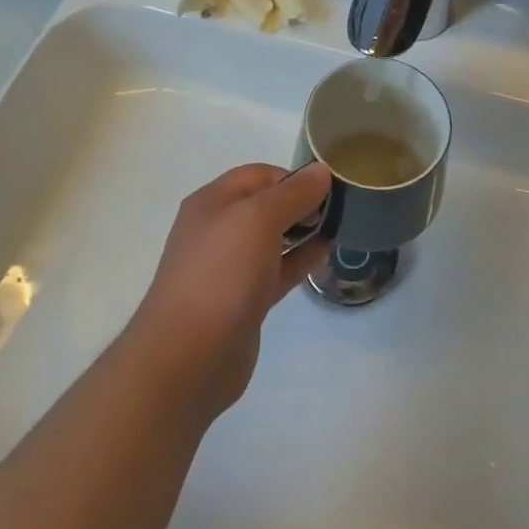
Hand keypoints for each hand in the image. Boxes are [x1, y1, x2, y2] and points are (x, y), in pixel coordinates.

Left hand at [123, 162, 331, 421]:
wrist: (189, 356)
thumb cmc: (221, 274)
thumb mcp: (258, 219)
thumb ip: (293, 193)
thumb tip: (321, 171)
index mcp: (212, 203)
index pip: (258, 175)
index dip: (293, 177)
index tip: (328, 188)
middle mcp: (218, 230)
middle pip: (265, 204)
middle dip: (300, 202)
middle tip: (339, 208)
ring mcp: (229, 268)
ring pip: (272, 239)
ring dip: (303, 231)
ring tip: (339, 227)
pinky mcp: (243, 300)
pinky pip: (276, 270)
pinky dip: (299, 259)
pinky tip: (325, 254)